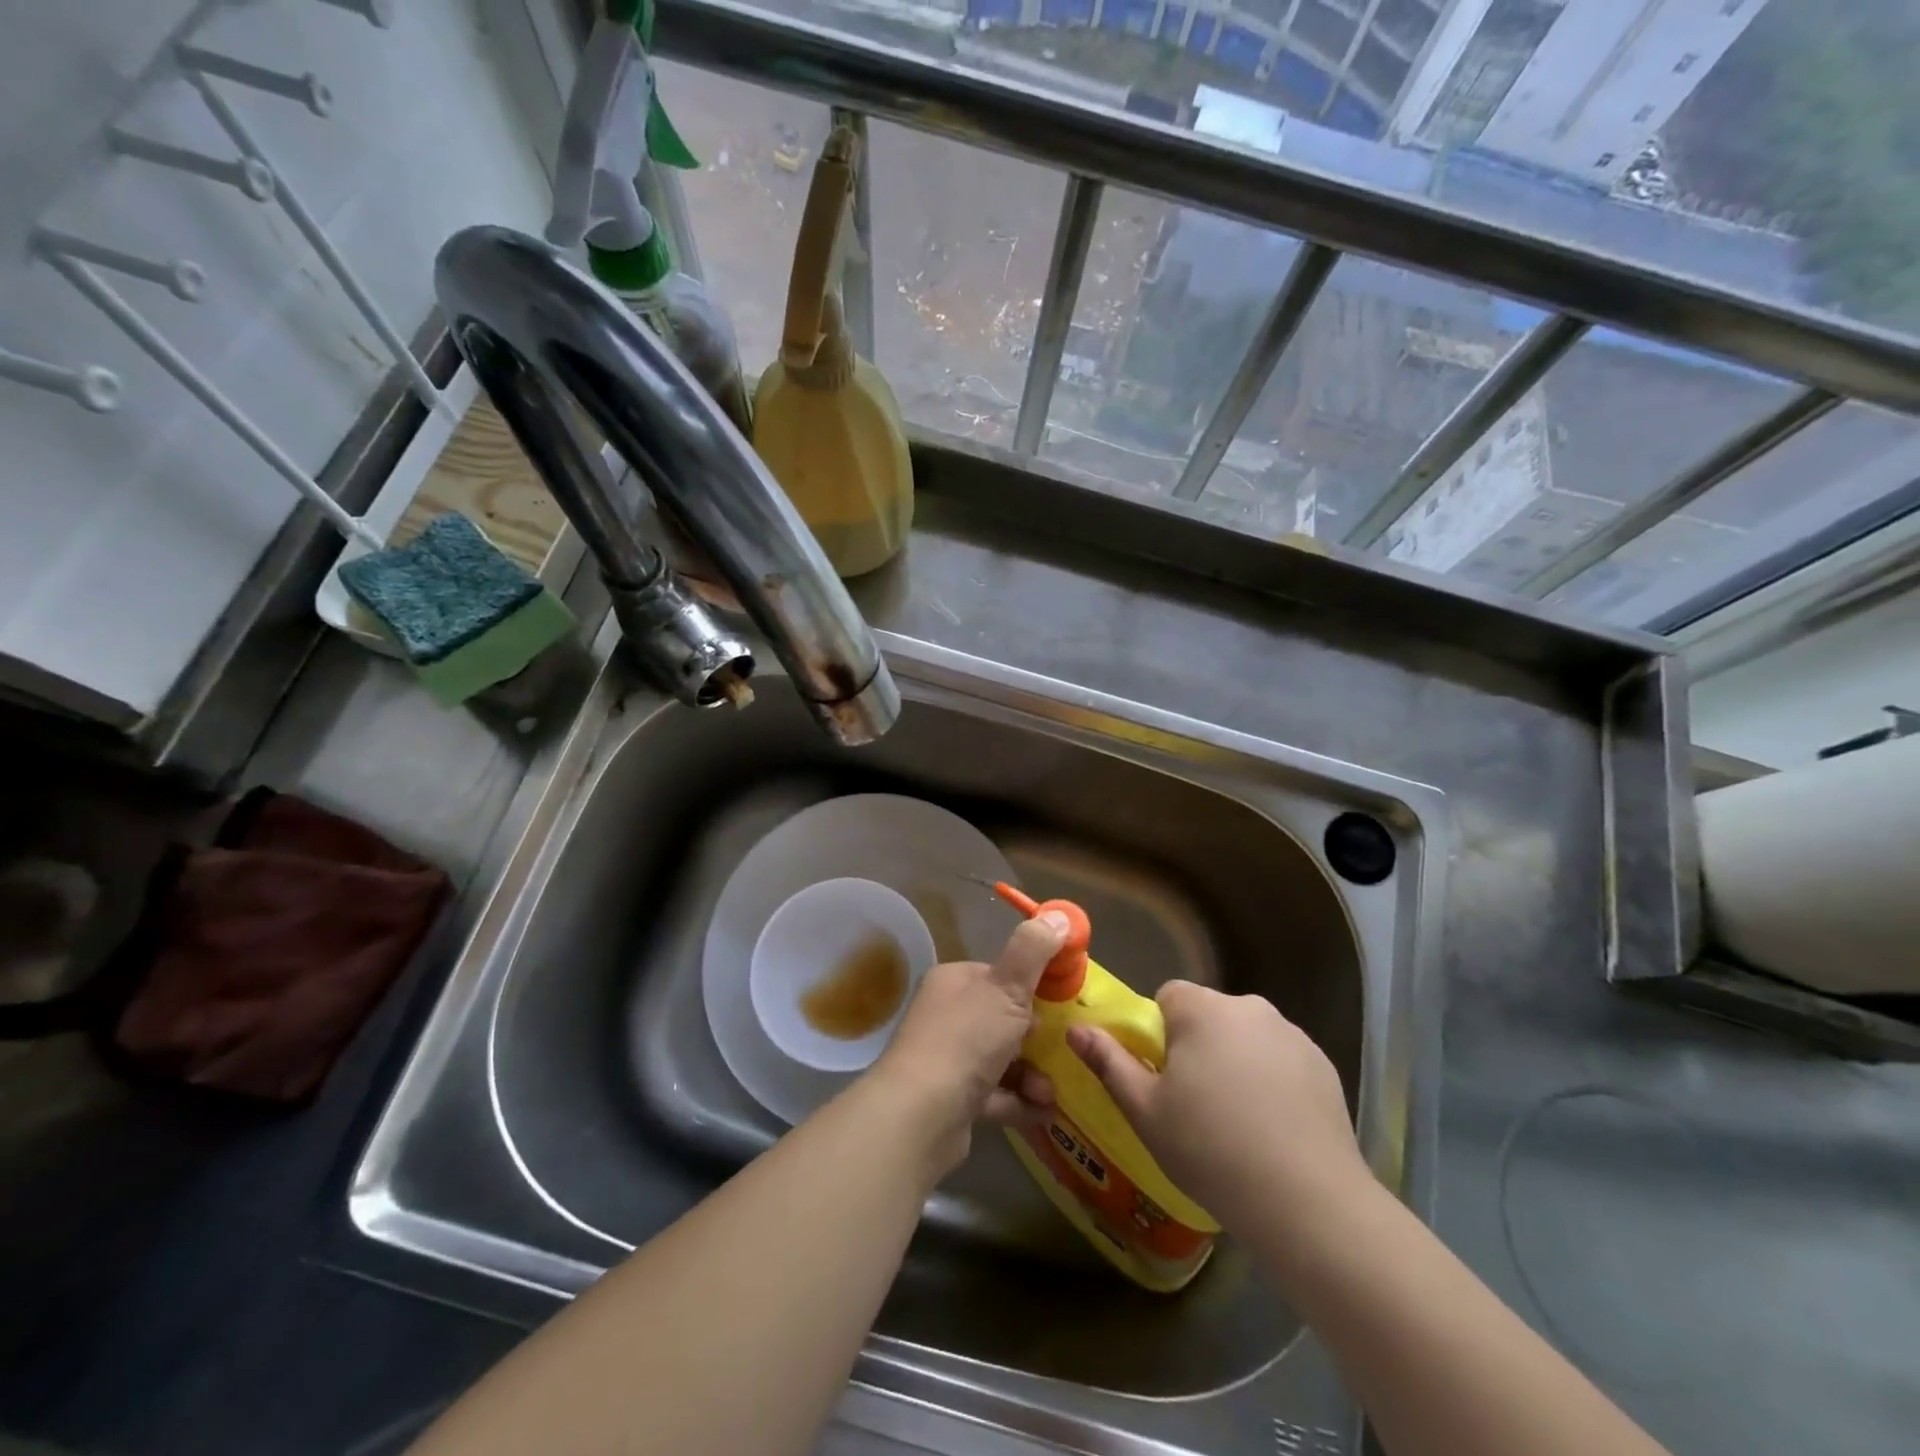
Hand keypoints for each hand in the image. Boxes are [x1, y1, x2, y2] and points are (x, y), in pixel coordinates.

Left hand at [868, 913, 1067, 1172]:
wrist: (920, 1115)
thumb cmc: (966, 1039)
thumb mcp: (1007, 986)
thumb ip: (1034, 950)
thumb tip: (1059, 915)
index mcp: (953, 982)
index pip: (997, 975)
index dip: (1029, 986)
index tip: (1059, 1002)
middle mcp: (944, 1017)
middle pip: (1000, 1019)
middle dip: (1035, 1037)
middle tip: (1062, 1050)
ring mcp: (945, 1061)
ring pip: (999, 1060)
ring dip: (1031, 1074)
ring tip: (1050, 1091)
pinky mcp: (950, 1102)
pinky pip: (994, 1096)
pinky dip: (1019, 1102)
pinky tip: (1043, 1111)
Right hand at [1067, 981, 1370, 1233]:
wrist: (1307, 1201)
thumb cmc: (1210, 1148)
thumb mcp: (1145, 1110)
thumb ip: (1108, 1061)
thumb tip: (1075, 1029)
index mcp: (1203, 1009)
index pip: (1169, 997)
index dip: (1159, 1034)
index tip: (1163, 1078)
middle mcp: (1249, 1007)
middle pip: (1209, 1016)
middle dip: (1198, 1047)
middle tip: (1194, 1105)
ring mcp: (1293, 1035)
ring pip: (1246, 1038)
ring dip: (1236, 1062)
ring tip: (1237, 1123)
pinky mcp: (1324, 1065)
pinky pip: (1281, 1061)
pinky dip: (1272, 1081)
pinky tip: (1274, 1129)